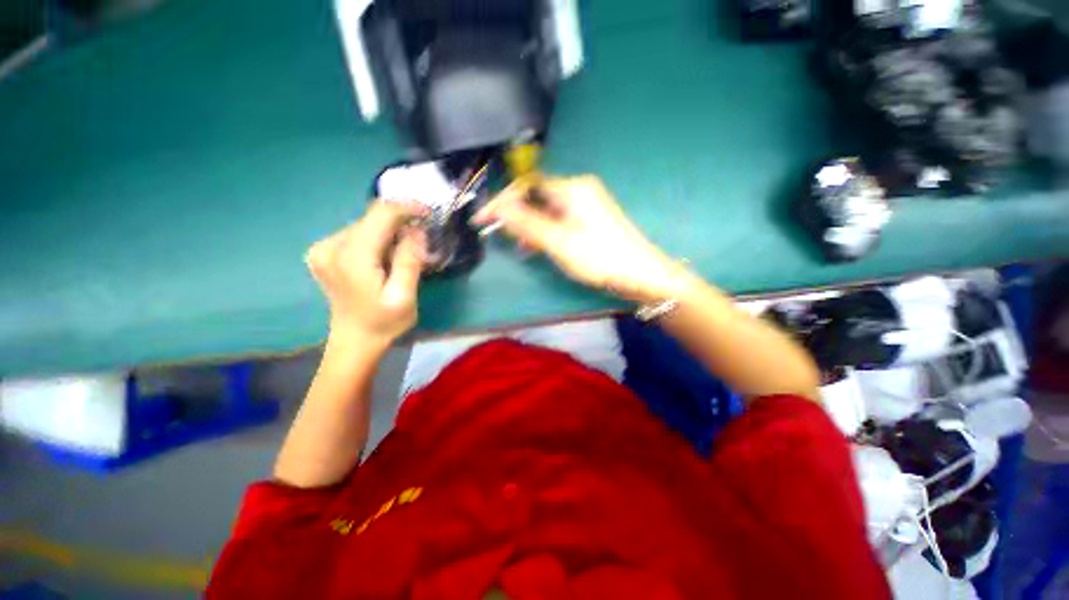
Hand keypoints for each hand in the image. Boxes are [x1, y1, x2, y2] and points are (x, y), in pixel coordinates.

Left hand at [306, 202, 427, 347]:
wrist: (355, 340)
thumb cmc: (384, 322)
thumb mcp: (404, 296)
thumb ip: (409, 261)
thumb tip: (416, 230)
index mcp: (351, 257)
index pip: (380, 214)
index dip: (407, 208)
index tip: (428, 214)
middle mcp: (330, 246)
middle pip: (372, 219)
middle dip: (400, 225)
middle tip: (420, 244)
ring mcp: (322, 248)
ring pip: (366, 225)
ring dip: (389, 234)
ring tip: (402, 256)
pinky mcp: (323, 252)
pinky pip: (357, 234)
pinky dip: (376, 240)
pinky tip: (384, 258)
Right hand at [473, 175, 689, 302]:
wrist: (641, 275)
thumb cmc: (600, 258)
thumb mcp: (559, 242)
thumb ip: (528, 223)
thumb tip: (500, 207)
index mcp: (572, 189)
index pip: (526, 187)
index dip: (501, 201)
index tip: (482, 220)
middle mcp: (579, 189)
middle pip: (537, 197)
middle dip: (517, 215)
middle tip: (504, 237)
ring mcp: (586, 204)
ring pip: (547, 210)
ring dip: (531, 226)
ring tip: (523, 247)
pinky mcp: (590, 219)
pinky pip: (559, 220)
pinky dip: (546, 231)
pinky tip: (541, 246)